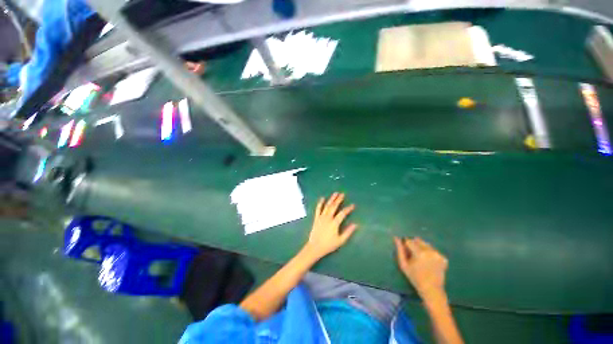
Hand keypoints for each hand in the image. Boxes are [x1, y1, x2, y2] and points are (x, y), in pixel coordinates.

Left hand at [304, 193, 357, 260]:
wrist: (315, 247)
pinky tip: (322, 198)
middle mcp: (328, 218)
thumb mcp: (340, 241)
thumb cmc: (329, 245)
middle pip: (334, 206)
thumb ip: (348, 232)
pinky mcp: (316, 218)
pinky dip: (320, 203)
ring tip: (335, 193)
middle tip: (343, 194)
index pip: (343, 213)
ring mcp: (321, 217)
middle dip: (339, 200)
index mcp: (334, 223)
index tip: (353, 205)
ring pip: (327, 206)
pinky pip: (318, 209)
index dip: (348, 209)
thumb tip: (356, 225)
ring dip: (331, 199)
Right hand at [394, 236, 447, 298]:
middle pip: (418, 240)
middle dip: (414, 245)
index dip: (406, 245)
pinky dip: (429, 253)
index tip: (406, 252)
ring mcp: (438, 254)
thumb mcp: (403, 264)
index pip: (409, 241)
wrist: (432, 290)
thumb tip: (396, 238)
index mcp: (419, 253)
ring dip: (421, 248)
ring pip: (425, 244)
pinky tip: (428, 261)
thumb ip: (399, 250)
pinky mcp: (443, 258)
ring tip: (421, 259)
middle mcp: (430, 251)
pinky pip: (432, 250)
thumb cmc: (415, 277)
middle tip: (413, 256)